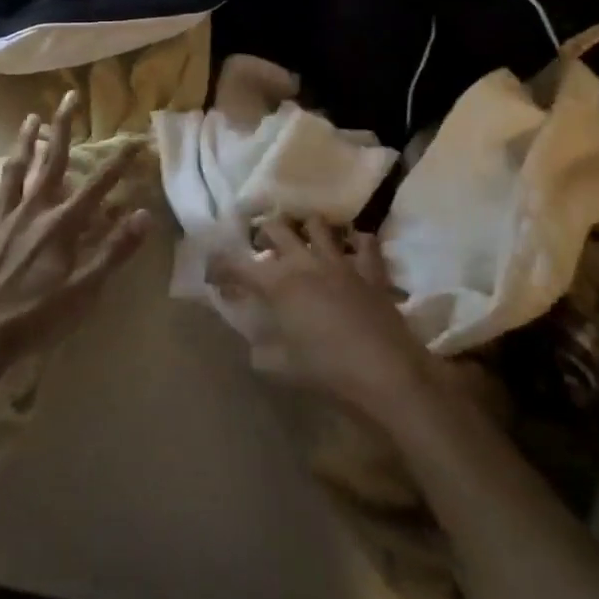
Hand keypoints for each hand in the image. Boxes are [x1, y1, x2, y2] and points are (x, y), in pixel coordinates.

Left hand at [0, 91, 150, 364]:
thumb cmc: (35, 315)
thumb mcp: (84, 290)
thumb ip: (114, 251)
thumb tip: (143, 215)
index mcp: (62, 224)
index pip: (98, 185)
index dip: (119, 162)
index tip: (136, 139)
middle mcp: (34, 210)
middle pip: (52, 161)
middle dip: (63, 127)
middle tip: (68, 96)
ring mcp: (5, 217)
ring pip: (16, 169)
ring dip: (25, 141)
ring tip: (30, 117)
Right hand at [212, 217, 445, 422]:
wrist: (386, 373)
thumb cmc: (327, 371)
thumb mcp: (281, 368)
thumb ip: (261, 352)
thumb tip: (254, 345)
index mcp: (278, 283)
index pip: (237, 265)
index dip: (220, 265)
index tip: (212, 273)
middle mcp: (305, 262)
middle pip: (276, 228)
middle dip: (262, 233)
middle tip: (260, 248)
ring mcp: (340, 262)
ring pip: (317, 225)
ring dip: (305, 230)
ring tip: (303, 242)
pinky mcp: (370, 270)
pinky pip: (364, 243)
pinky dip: (356, 243)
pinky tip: (350, 251)